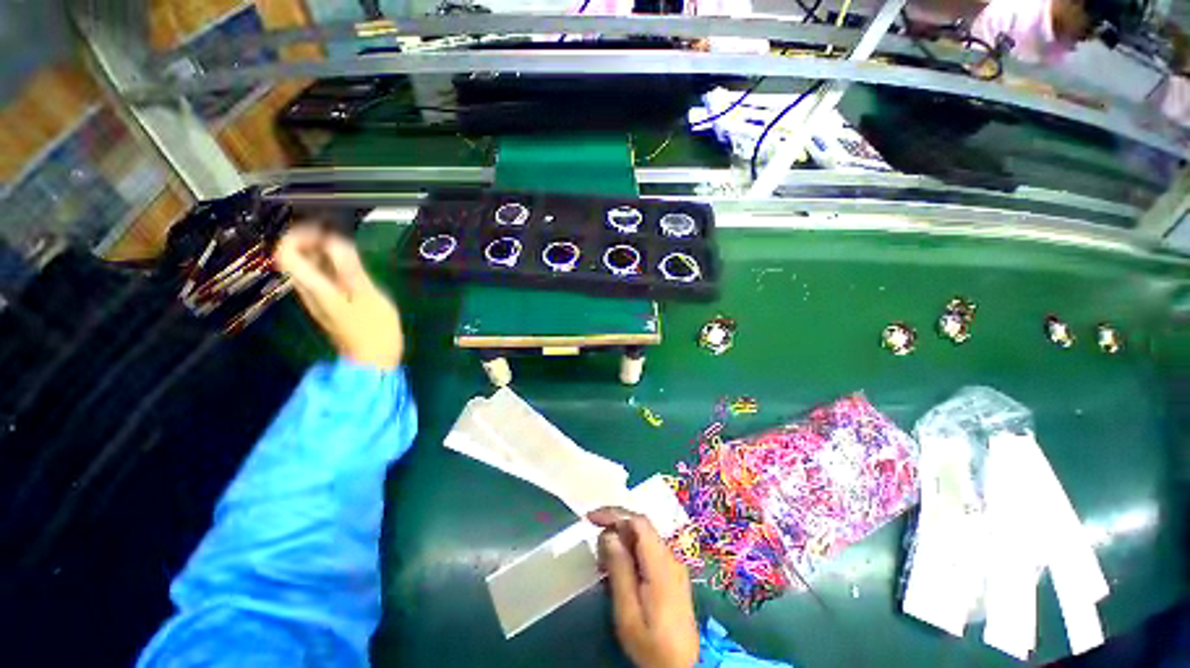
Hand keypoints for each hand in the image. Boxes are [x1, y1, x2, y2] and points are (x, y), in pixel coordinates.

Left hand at [274, 225, 403, 369]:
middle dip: (310, 240)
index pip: (286, 254)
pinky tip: (352, 267)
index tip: (322, 229)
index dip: (297, 235)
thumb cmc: (375, 330)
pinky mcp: (330, 304)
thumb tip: (334, 240)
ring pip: (308, 268)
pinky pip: (321, 278)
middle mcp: (309, 292)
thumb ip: (350, 269)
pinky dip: (331, 266)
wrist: (375, 360)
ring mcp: (319, 299)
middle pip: (294, 258)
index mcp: (316, 288)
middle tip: (337, 235)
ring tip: (346, 247)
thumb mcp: (368, 297)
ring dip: (322, 252)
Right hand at [587, 507, 698, 667]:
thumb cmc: (650, 644)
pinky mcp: (672, 574)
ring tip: (603, 561)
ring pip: (644, 538)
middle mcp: (671, 557)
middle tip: (595, 545)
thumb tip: (609, 535)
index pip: (639, 522)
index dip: (614, 513)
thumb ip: (619, 570)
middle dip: (615, 526)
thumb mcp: (628, 612)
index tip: (590, 518)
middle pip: (642, 527)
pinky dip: (631, 551)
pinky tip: (619, 568)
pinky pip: (649, 551)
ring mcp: (673, 565)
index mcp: (661, 564)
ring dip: (622, 540)